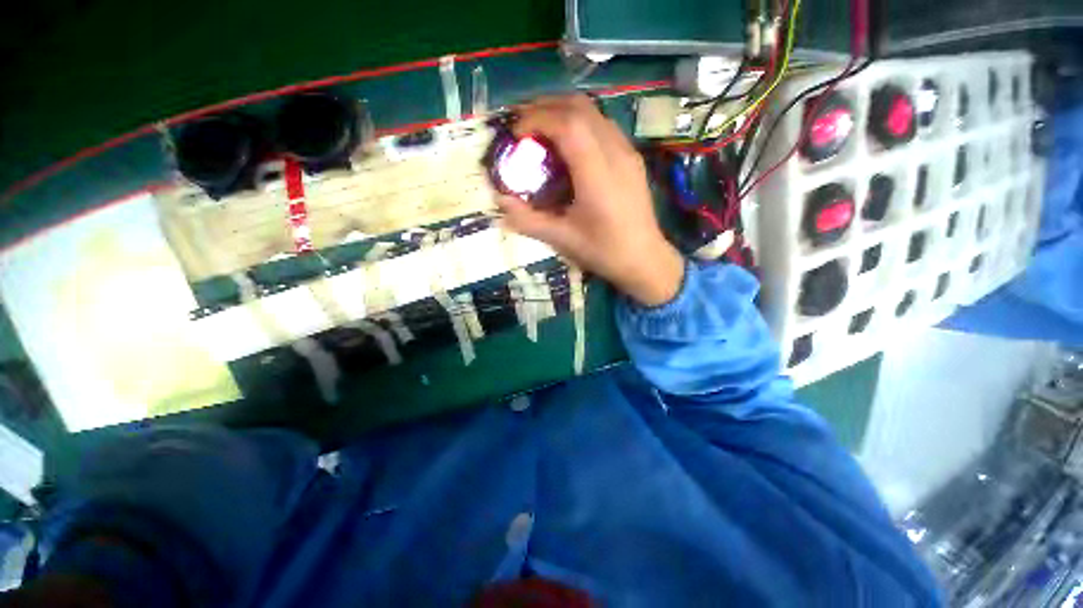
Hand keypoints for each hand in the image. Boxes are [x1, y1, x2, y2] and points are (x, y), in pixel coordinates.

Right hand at [495, 95, 684, 306]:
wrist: (645, 260)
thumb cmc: (604, 251)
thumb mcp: (561, 239)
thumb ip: (527, 219)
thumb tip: (499, 200)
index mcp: (597, 173)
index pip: (568, 123)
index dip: (537, 119)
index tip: (516, 134)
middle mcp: (615, 153)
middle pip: (580, 107)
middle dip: (546, 106)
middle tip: (522, 125)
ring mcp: (627, 152)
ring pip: (593, 112)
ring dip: (563, 112)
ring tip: (541, 130)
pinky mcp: (631, 158)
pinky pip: (602, 125)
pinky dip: (579, 123)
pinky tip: (568, 146)